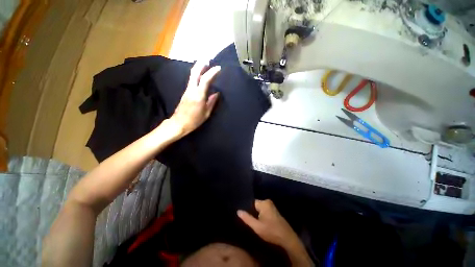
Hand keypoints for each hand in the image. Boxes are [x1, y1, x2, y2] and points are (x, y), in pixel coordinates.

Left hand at [165, 61, 220, 138]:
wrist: (179, 123)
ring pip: (192, 75)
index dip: (212, 72)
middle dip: (201, 65)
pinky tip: (200, 75)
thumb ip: (212, 102)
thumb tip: (216, 93)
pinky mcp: (185, 92)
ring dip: (198, 68)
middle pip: (195, 73)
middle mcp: (191, 90)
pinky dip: (196, 75)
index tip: (218, 68)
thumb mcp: (206, 113)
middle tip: (207, 60)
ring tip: (204, 64)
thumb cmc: (195, 120)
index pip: (205, 80)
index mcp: (199, 95)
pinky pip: (191, 80)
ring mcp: (187, 90)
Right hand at [237, 199, 298, 247]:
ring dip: (256, 215)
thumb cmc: (271, 231)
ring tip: (253, 222)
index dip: (247, 209)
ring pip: (260, 209)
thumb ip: (247, 218)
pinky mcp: (274, 211)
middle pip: (255, 205)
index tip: (244, 216)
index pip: (251, 203)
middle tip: (249, 221)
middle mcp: (268, 202)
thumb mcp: (257, 227)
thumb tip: (238, 211)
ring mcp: (272, 206)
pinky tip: (260, 222)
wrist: (287, 238)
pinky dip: (261, 215)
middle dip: (252, 212)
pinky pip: (264, 211)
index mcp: (264, 203)